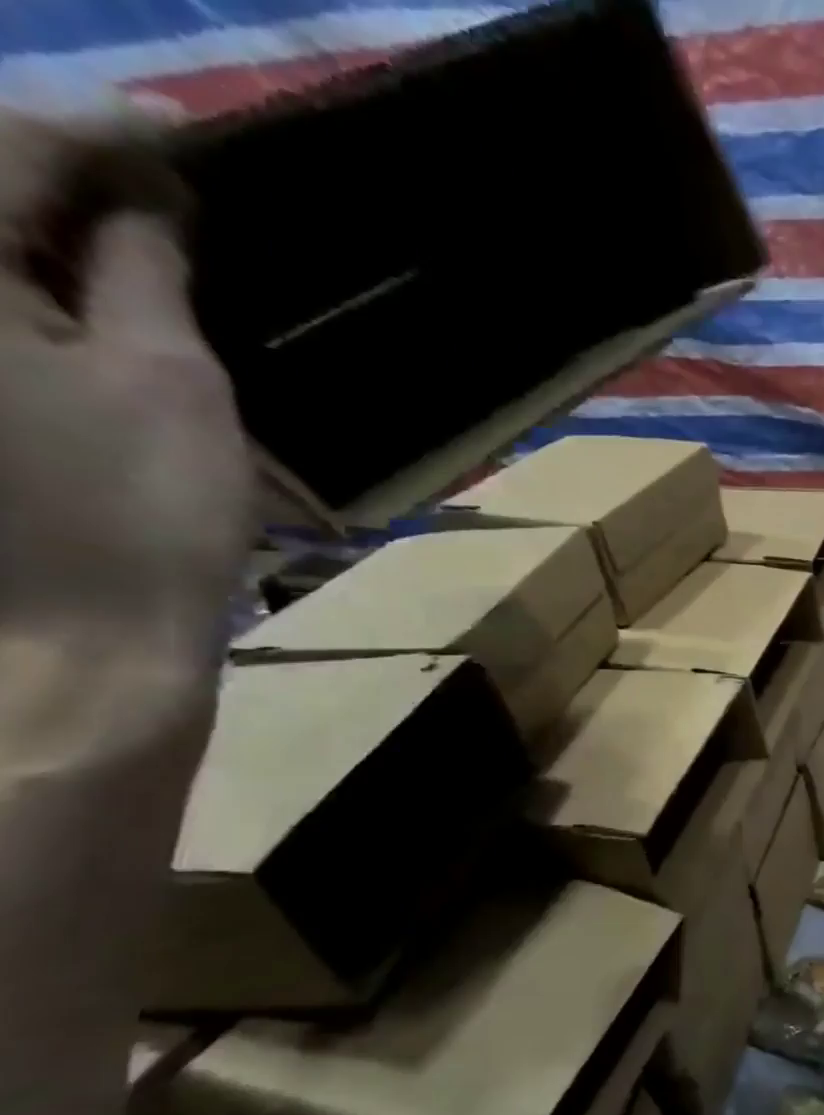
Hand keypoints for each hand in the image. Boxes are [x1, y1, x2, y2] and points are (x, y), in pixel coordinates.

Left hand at [0, 115, 251, 767]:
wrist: (71, 646)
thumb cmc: (142, 517)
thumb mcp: (172, 388)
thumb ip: (147, 276)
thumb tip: (148, 199)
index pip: (5, 150)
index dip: (101, 135)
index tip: (182, 135)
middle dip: (55, 168)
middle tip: (154, 182)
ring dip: (39, 227)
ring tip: (126, 232)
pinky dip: (23, 284)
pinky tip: (80, 294)